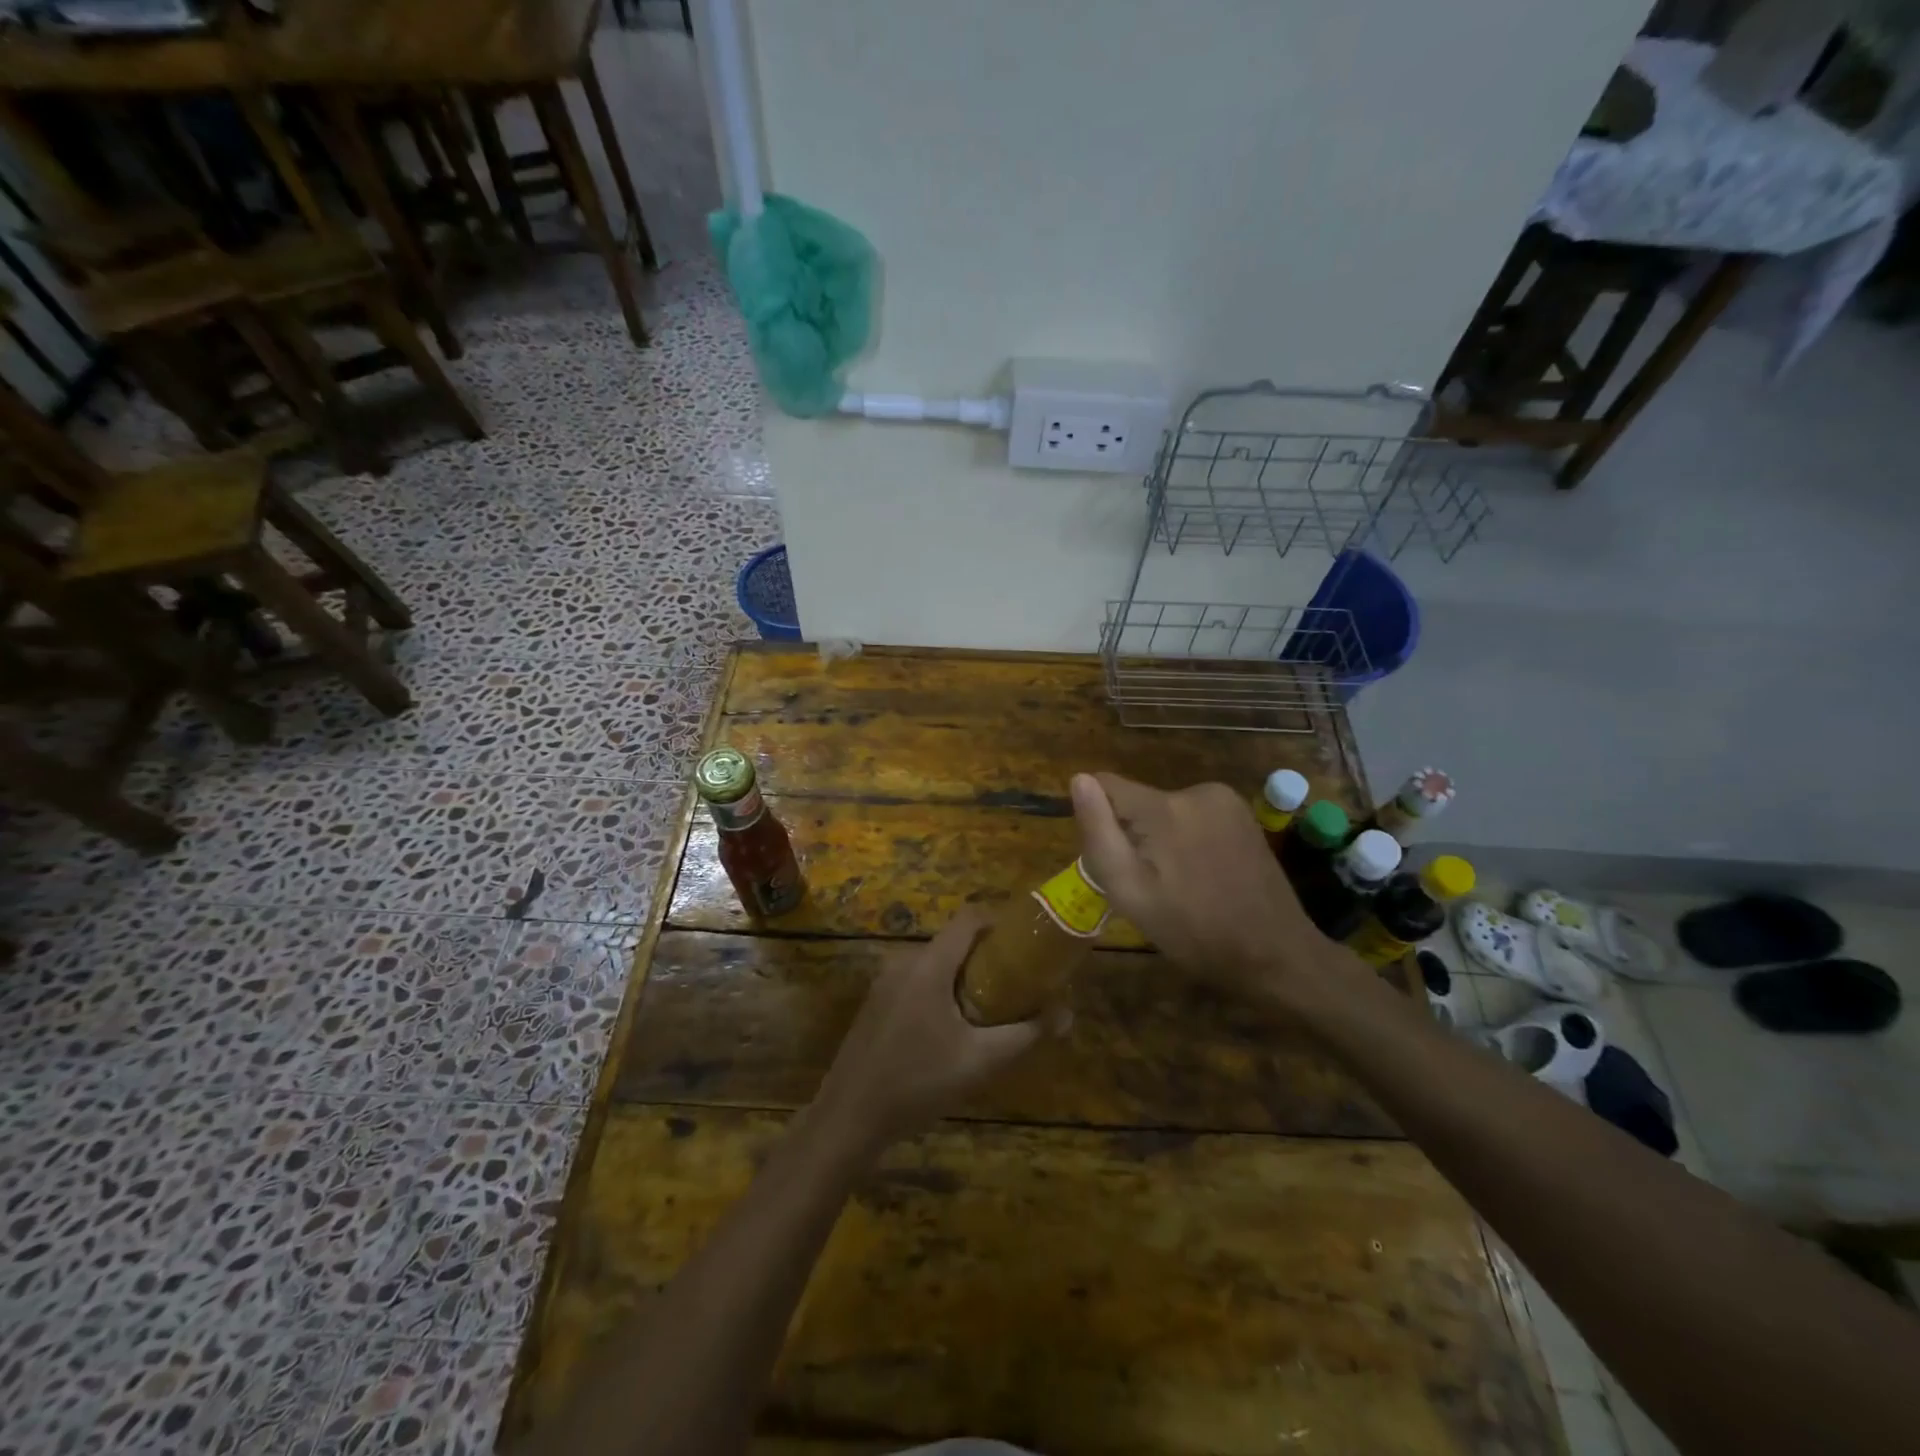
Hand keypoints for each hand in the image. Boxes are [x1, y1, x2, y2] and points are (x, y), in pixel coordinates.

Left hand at [811, 909, 1054, 1153]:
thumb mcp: (980, 1062)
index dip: (1001, 921)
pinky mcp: (876, 1003)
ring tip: (994, 1007)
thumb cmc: (917, 1083)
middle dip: (989, 956)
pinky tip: (956, 1028)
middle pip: (954, 942)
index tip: (1029, 941)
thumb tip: (1066, 1014)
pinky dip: (942, 990)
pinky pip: (918, 982)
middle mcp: (904, 962)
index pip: (969, 918)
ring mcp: (886, 982)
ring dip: (966, 976)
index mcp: (928, 965)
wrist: (847, 1119)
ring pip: (936, 964)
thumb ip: (1026, 1035)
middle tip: (1020, 982)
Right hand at [1071, 772, 1342, 1013]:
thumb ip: (1099, 833)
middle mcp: (1196, 790)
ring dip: (1160, 839)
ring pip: (1164, 809)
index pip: (1106, 784)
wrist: (1275, 954)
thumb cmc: (1194, 932)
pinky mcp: (1242, 814)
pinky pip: (1193, 815)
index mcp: (1165, 808)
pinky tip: (1202, 875)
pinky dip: (1186, 839)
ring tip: (1178, 885)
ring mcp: (1225, 800)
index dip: (1098, 820)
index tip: (1112, 860)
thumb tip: (1079, 779)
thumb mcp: (1130, 892)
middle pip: (1137, 801)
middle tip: (1149, 886)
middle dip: (1132, 835)